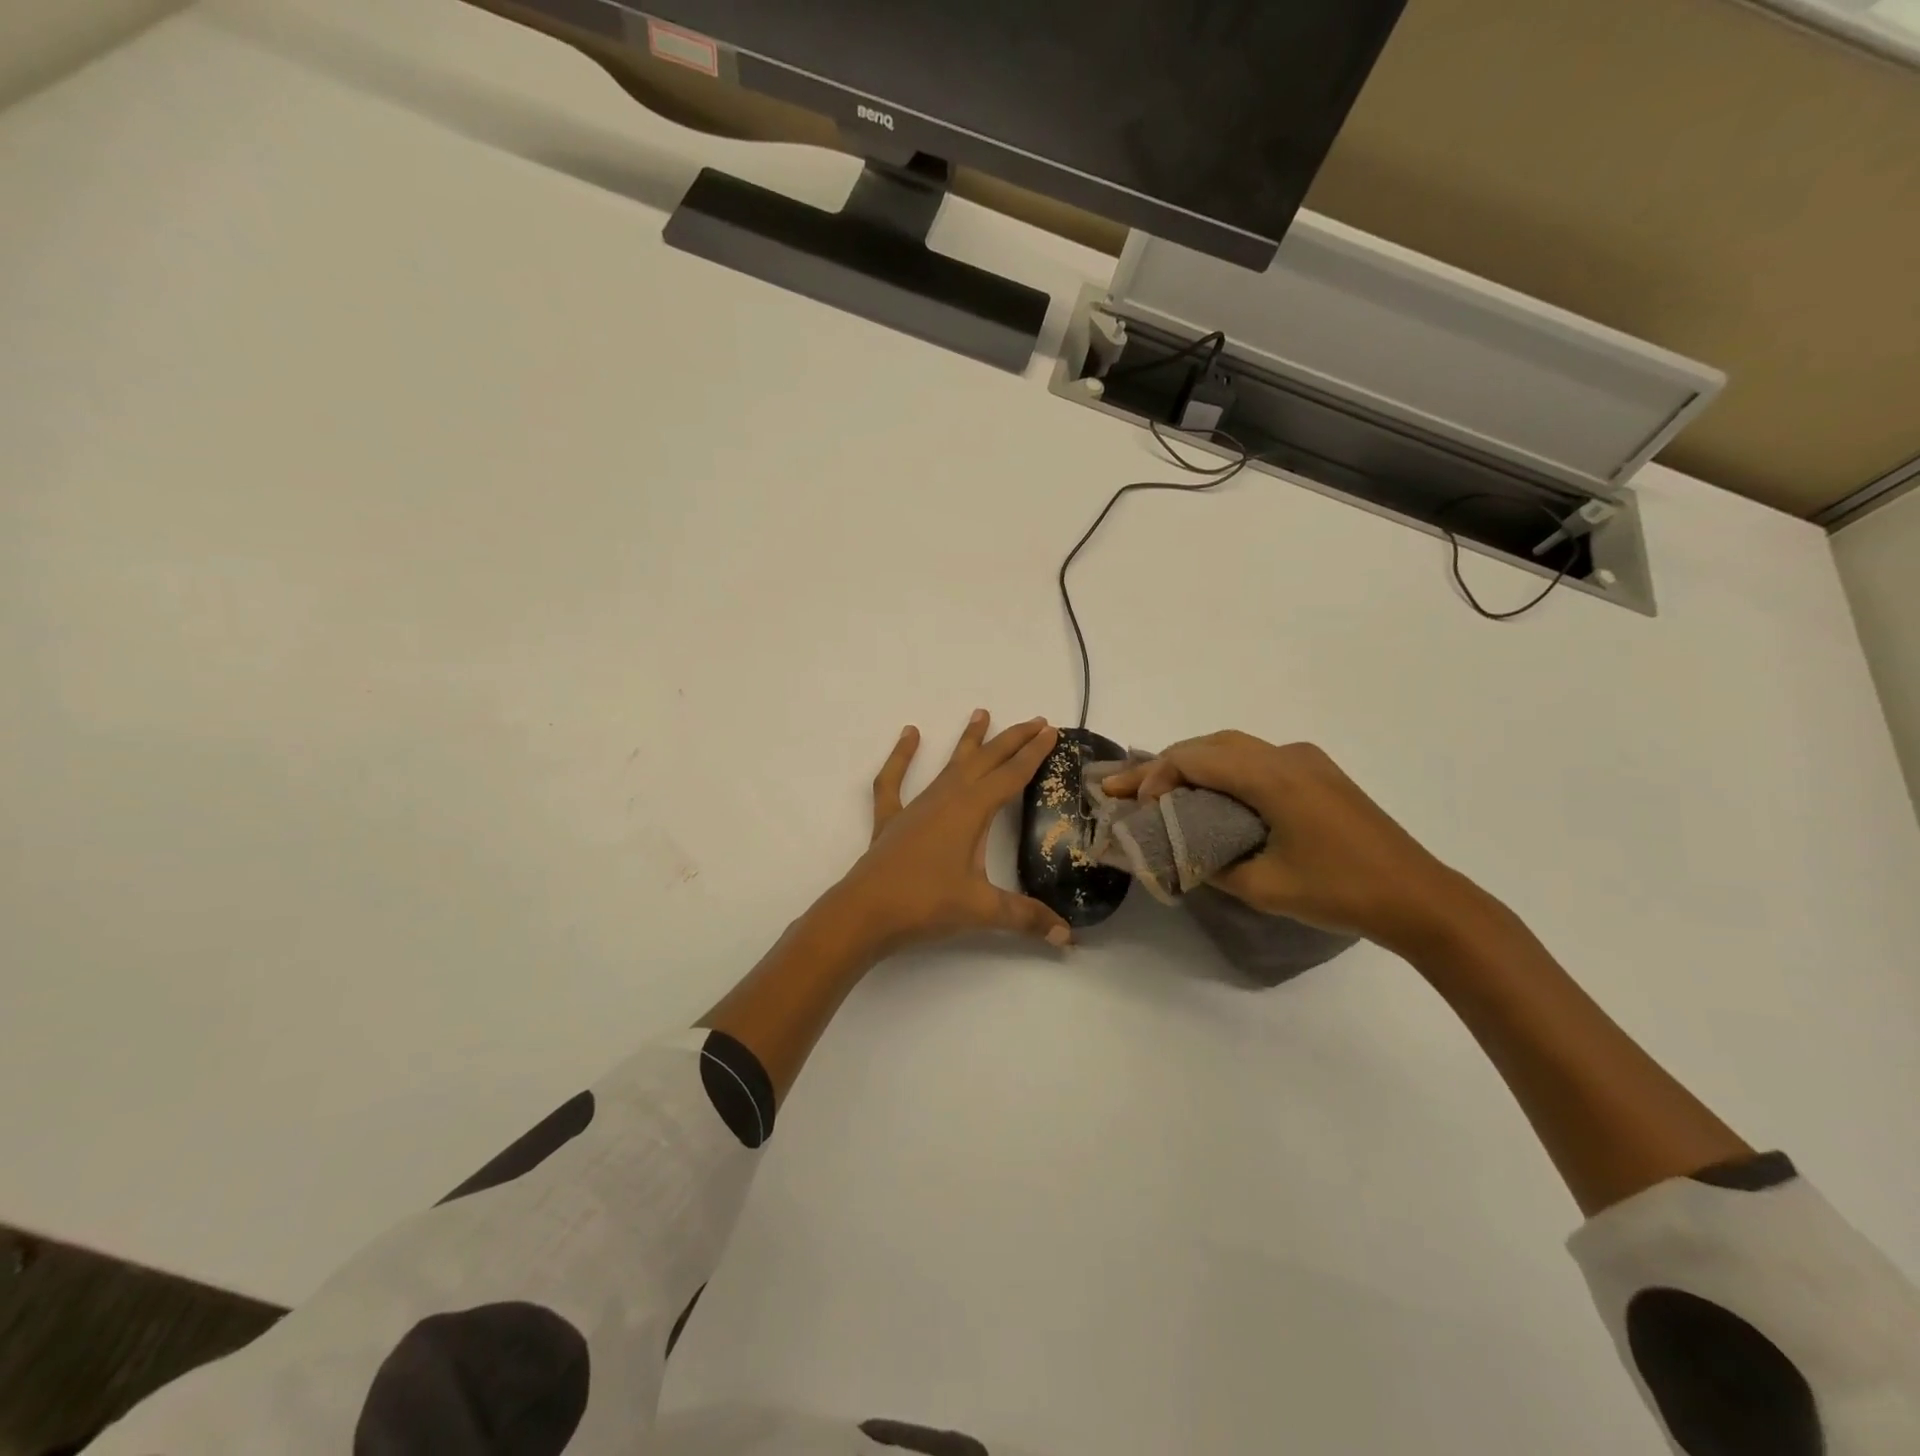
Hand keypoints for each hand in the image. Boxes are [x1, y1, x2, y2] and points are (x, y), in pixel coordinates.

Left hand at [832, 711, 1073, 955]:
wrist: (864, 913)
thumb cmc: (925, 904)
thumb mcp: (982, 910)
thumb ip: (1025, 917)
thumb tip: (1065, 936)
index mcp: (971, 811)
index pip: (1011, 775)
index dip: (1033, 754)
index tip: (1051, 731)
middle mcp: (946, 798)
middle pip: (985, 761)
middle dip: (1012, 740)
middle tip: (1035, 720)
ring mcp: (917, 806)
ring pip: (949, 765)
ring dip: (968, 741)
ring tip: (981, 713)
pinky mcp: (892, 819)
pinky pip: (894, 780)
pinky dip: (901, 757)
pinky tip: (909, 734)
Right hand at [1100, 733, 1478, 952]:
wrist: (1419, 898)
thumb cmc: (1340, 892)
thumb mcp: (1262, 887)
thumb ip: (1210, 862)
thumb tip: (1179, 850)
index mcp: (1272, 778)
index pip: (1194, 758)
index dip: (1155, 777)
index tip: (1138, 808)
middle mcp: (1287, 756)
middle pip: (1210, 744)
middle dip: (1165, 764)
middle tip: (1130, 790)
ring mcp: (1307, 761)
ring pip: (1233, 746)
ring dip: (1194, 763)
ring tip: (1162, 790)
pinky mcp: (1319, 773)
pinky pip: (1257, 758)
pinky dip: (1222, 769)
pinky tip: (1212, 795)